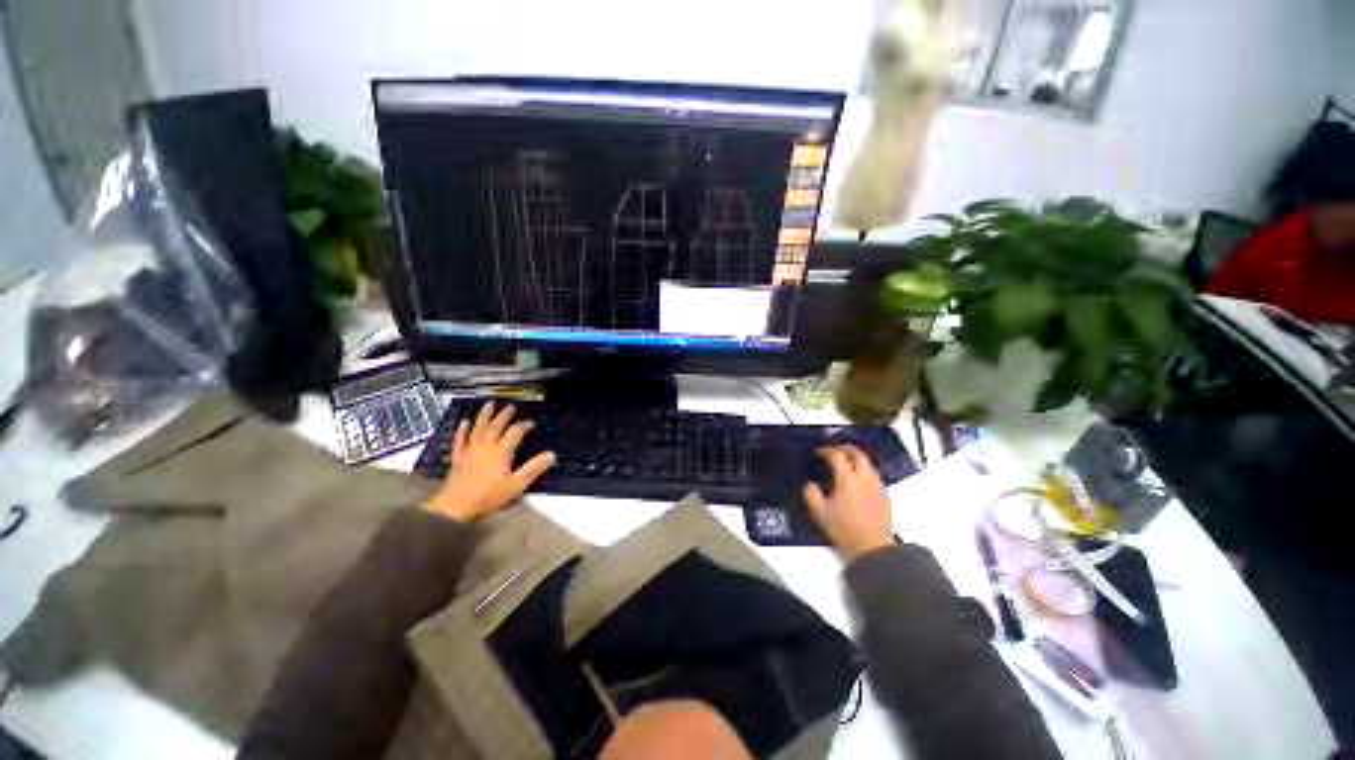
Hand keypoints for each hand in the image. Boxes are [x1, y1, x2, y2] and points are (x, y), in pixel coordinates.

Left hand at [422, 402, 556, 522]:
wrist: (456, 507)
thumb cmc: (489, 496)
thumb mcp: (517, 484)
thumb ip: (534, 468)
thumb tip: (551, 454)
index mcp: (501, 451)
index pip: (515, 433)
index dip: (524, 426)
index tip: (531, 423)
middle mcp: (486, 446)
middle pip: (496, 426)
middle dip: (504, 416)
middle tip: (511, 407)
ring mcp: (470, 451)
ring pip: (478, 429)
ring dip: (484, 416)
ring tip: (489, 404)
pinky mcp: (458, 458)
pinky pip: (460, 440)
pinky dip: (462, 430)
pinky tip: (463, 422)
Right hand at [803, 445, 894, 560]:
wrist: (874, 549)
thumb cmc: (845, 530)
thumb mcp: (820, 513)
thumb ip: (811, 494)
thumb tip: (810, 485)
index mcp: (848, 479)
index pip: (837, 455)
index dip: (826, 451)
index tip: (818, 453)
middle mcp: (865, 478)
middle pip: (857, 453)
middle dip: (844, 448)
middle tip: (833, 451)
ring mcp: (877, 486)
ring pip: (868, 463)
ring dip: (855, 458)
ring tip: (844, 463)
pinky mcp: (884, 495)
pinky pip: (873, 474)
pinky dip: (863, 470)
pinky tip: (856, 480)